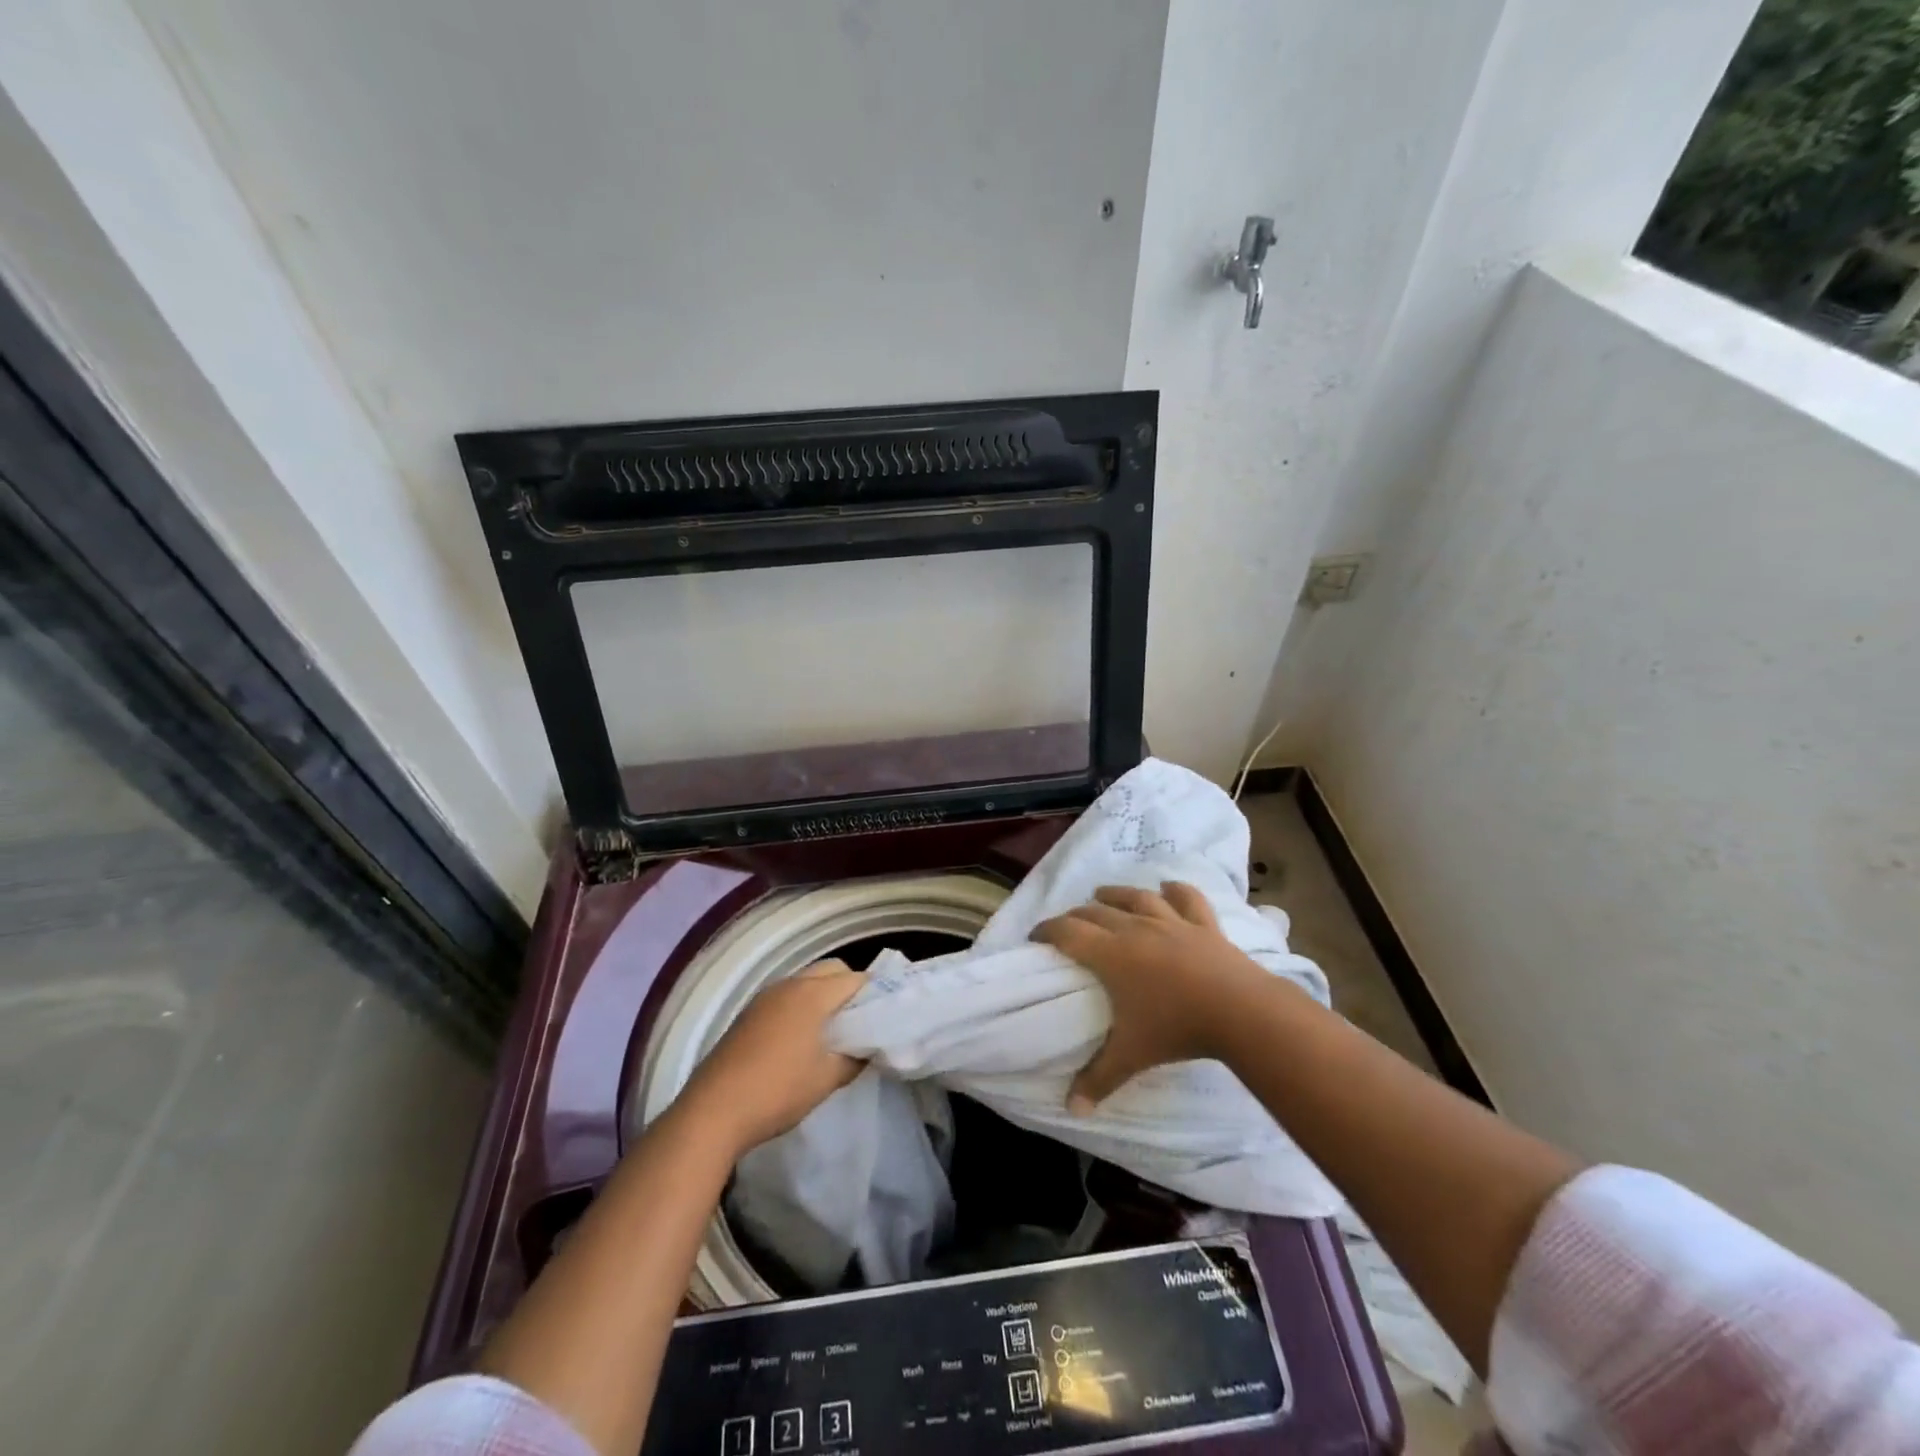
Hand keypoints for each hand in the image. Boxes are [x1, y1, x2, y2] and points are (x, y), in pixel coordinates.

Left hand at [675, 961, 867, 1156]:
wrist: (713, 1111)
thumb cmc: (778, 1091)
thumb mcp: (827, 1079)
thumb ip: (854, 1059)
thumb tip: (867, 1049)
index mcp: (813, 994)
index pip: (855, 979)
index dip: (874, 993)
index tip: (884, 1015)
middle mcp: (789, 985)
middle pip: (830, 970)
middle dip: (849, 987)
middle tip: (860, 1021)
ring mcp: (765, 997)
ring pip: (806, 981)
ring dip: (823, 995)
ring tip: (833, 1030)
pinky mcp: (748, 1013)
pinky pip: (786, 996)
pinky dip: (801, 1005)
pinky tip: (802, 1038)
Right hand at [1033, 882, 1274, 1113]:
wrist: (1240, 1011)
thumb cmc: (1177, 1029)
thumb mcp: (1131, 1056)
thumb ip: (1098, 1079)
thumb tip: (1071, 1109)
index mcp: (1111, 954)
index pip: (1067, 932)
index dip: (1046, 930)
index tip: (1035, 936)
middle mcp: (1136, 928)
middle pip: (1096, 912)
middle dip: (1076, 915)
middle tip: (1067, 926)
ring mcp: (1172, 922)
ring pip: (1136, 898)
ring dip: (1115, 894)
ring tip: (1102, 894)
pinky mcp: (1204, 925)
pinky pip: (1187, 899)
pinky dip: (1176, 890)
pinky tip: (1168, 886)